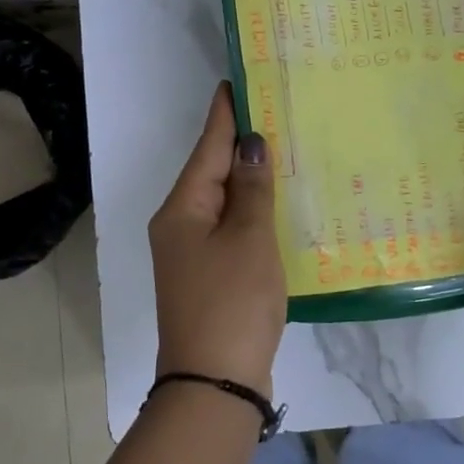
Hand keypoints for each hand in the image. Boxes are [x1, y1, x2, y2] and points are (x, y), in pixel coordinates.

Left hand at [148, 83, 286, 395]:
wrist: (215, 383)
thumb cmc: (232, 302)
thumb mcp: (248, 239)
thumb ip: (251, 188)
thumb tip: (250, 143)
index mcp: (183, 208)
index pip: (207, 147)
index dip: (225, 113)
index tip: (240, 80)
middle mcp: (180, 224)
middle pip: (212, 171)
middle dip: (240, 142)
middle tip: (275, 108)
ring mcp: (193, 252)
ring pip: (224, 200)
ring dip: (249, 176)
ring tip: (283, 145)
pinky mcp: (211, 274)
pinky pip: (232, 227)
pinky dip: (253, 210)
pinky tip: (277, 202)